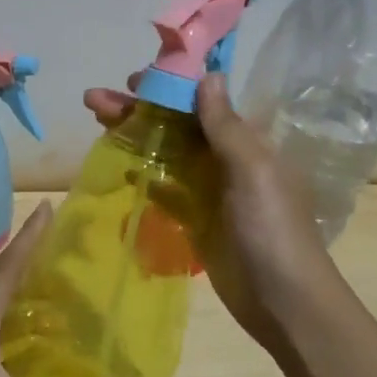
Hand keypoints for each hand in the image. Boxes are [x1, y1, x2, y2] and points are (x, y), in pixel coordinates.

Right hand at [84, 72, 338, 360]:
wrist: (283, 302)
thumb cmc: (272, 229)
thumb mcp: (253, 171)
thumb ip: (226, 126)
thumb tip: (209, 75)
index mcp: (246, 141)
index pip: (200, 102)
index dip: (166, 87)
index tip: (130, 80)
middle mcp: (226, 159)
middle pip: (176, 125)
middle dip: (137, 110)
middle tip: (93, 100)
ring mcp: (210, 190)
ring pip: (166, 153)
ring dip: (135, 137)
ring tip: (96, 122)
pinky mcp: (196, 219)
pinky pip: (165, 188)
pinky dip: (144, 174)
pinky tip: (118, 166)